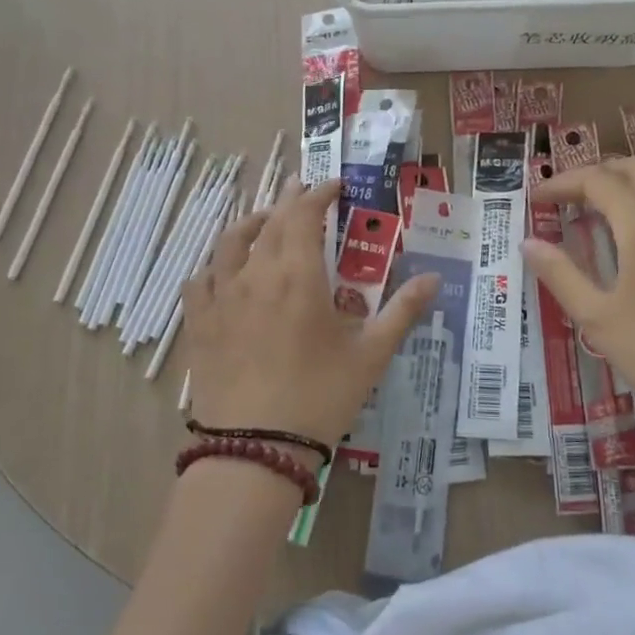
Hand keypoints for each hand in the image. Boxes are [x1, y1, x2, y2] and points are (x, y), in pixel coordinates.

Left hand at [182, 180, 439, 449]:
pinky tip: (220, 272)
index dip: (319, 194)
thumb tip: (435, 278)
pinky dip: (213, 265)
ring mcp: (221, 298)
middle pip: (269, 222)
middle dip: (288, 200)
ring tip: (263, 220)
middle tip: (302, 189)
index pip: (304, 214)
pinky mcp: (199, 324)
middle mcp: (255, 274)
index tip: (335, 185)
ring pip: (229, 242)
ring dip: (250, 223)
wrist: (255, 448)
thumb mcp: (370, 355)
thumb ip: (402, 311)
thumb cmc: (320, 397)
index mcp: (297, 275)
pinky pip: (199, 280)